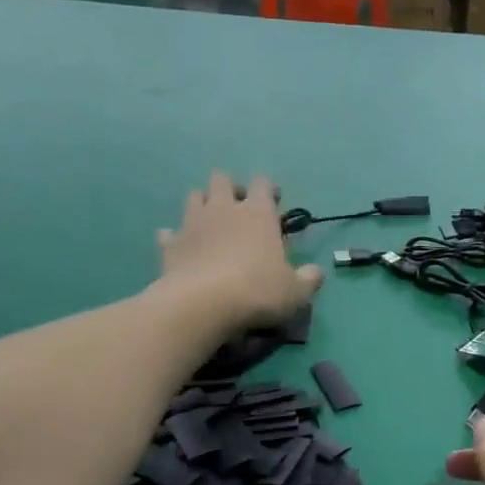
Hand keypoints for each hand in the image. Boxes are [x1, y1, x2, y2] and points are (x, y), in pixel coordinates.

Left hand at [158, 171, 322, 328]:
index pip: (263, 183)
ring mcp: (192, 224)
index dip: (268, 187)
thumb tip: (316, 272)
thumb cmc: (257, 292)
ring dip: (202, 203)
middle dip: (230, 187)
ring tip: (211, 222)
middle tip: (239, 208)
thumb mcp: (297, 291)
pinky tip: (181, 247)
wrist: (202, 305)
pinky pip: (168, 232)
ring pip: (194, 196)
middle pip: (222, 179)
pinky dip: (175, 236)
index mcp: (258, 213)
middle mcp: (224, 209)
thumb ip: (309, 279)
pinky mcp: (169, 244)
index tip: (273, 200)